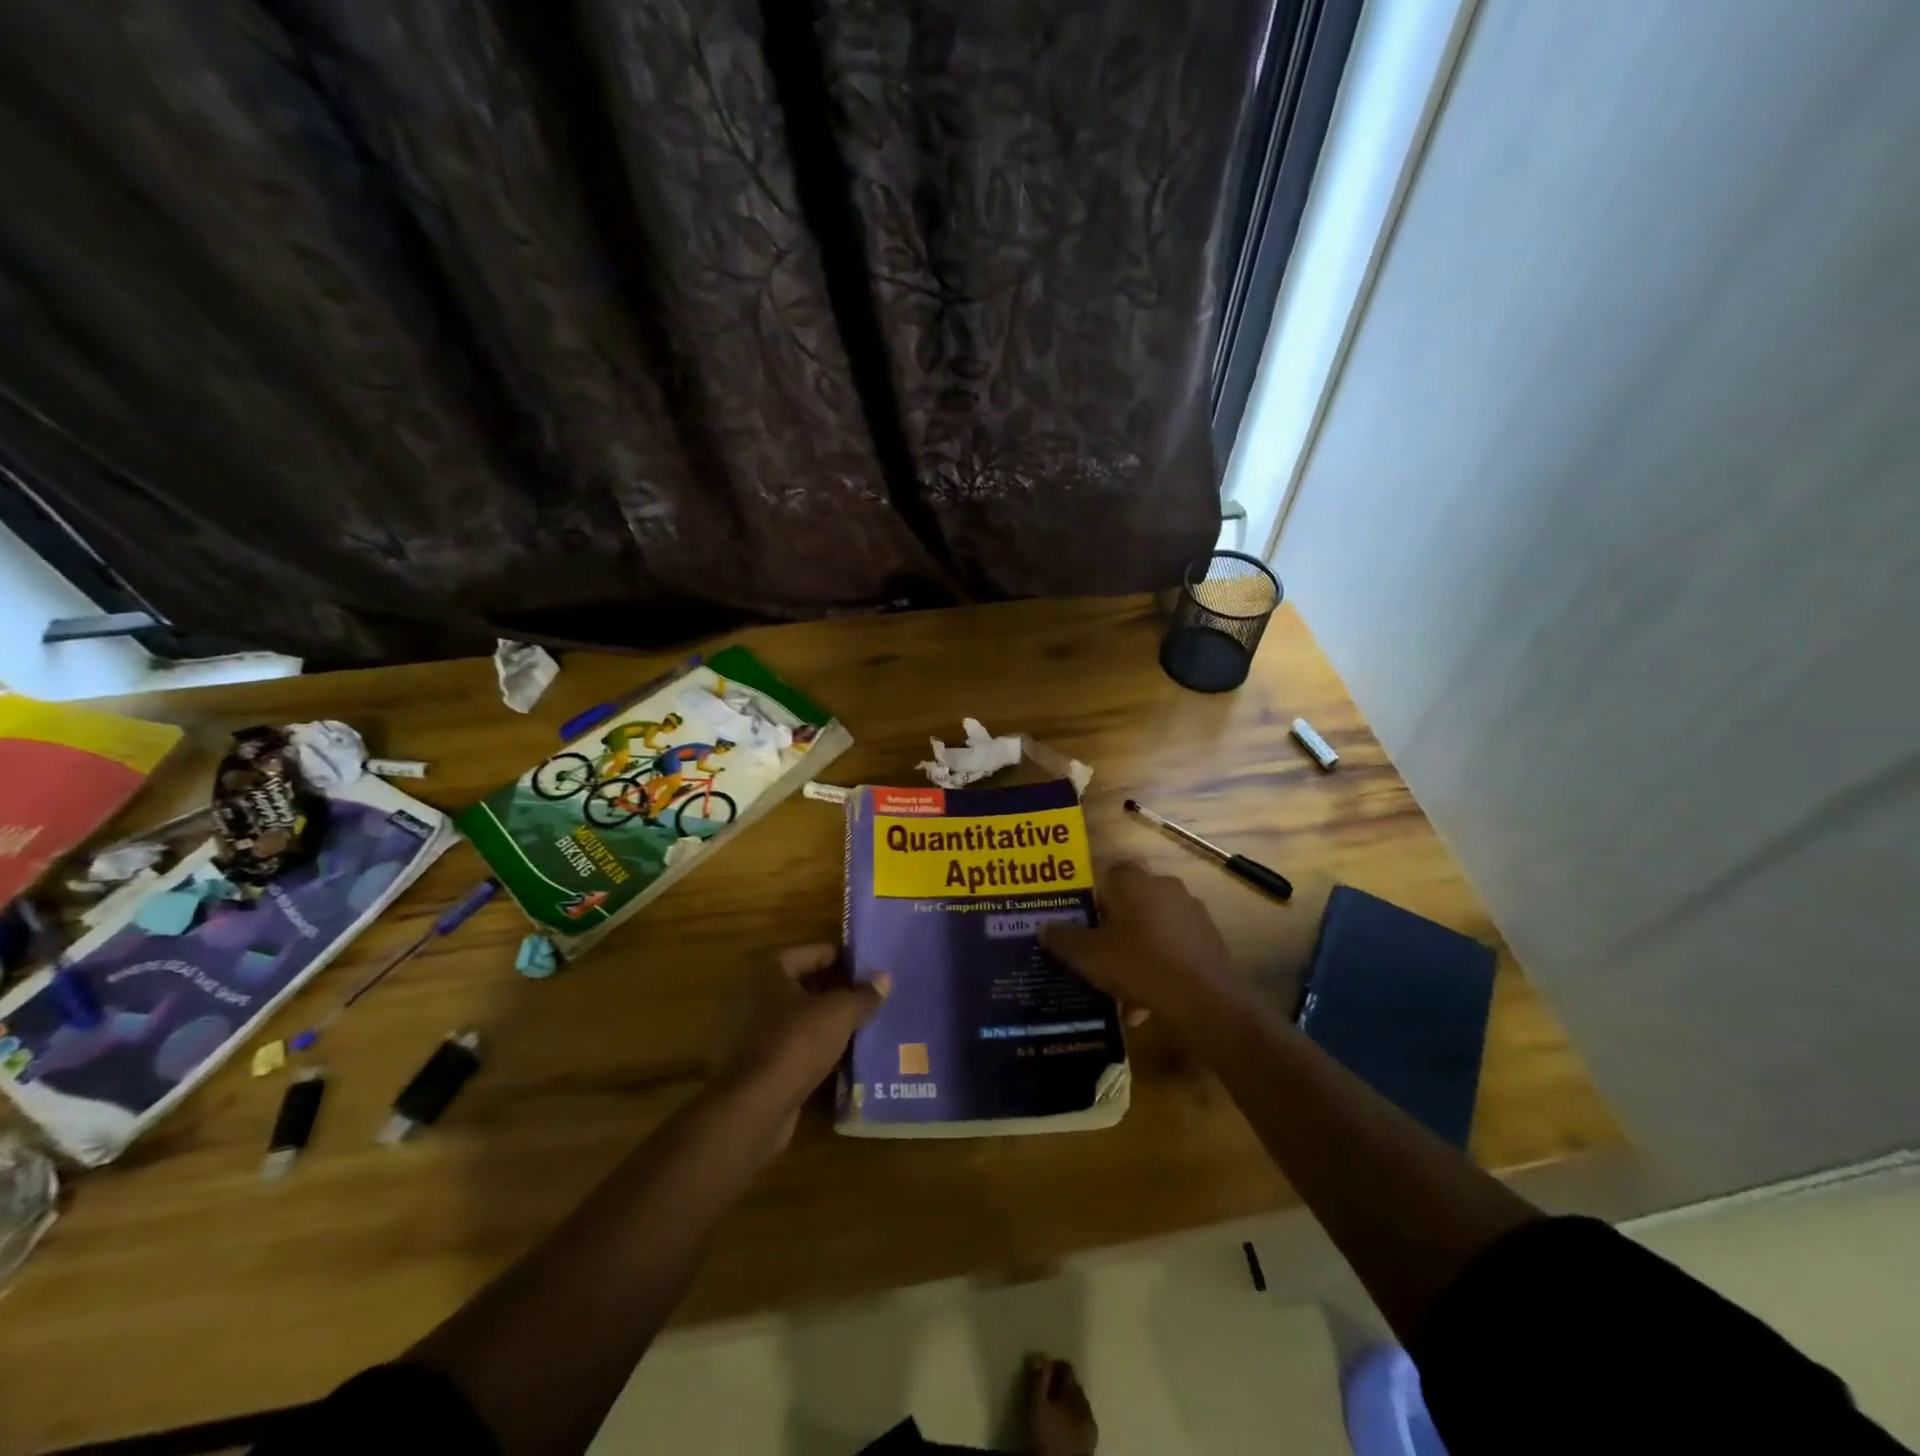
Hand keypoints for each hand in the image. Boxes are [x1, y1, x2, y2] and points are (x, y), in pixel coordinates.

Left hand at [714, 945, 890, 1142]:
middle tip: (869, 997)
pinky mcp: (756, 1064)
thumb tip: (884, 978)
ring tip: (862, 1026)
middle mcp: (755, 995)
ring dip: (827, 1023)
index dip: (841, 959)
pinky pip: (793, 1047)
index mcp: (770, 972)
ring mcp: (752, 1032)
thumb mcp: (839, 1014)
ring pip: (800, 1019)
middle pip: (805, 986)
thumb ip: (863, 995)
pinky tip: (842, 1057)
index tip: (868, 968)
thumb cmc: (796, 1044)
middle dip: (837, 992)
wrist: (754, 1108)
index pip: (812, 953)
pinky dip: (815, 1049)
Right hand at [1041, 861, 1240, 1028]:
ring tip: (1121, 985)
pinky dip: (1160, 964)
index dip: (1093, 898)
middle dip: (1115, 925)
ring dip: (1138, 948)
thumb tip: (1045, 928)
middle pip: (1131, 901)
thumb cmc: (1138, 965)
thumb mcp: (1088, 956)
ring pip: (1153, 926)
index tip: (1083, 924)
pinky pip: (1174, 946)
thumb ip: (1063, 938)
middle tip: (1098, 952)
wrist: (1204, 1001)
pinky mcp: (1210, 939)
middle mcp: (1165, 886)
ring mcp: (1192, 912)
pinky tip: (1148, 997)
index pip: (1108, 874)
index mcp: (1134, 881)